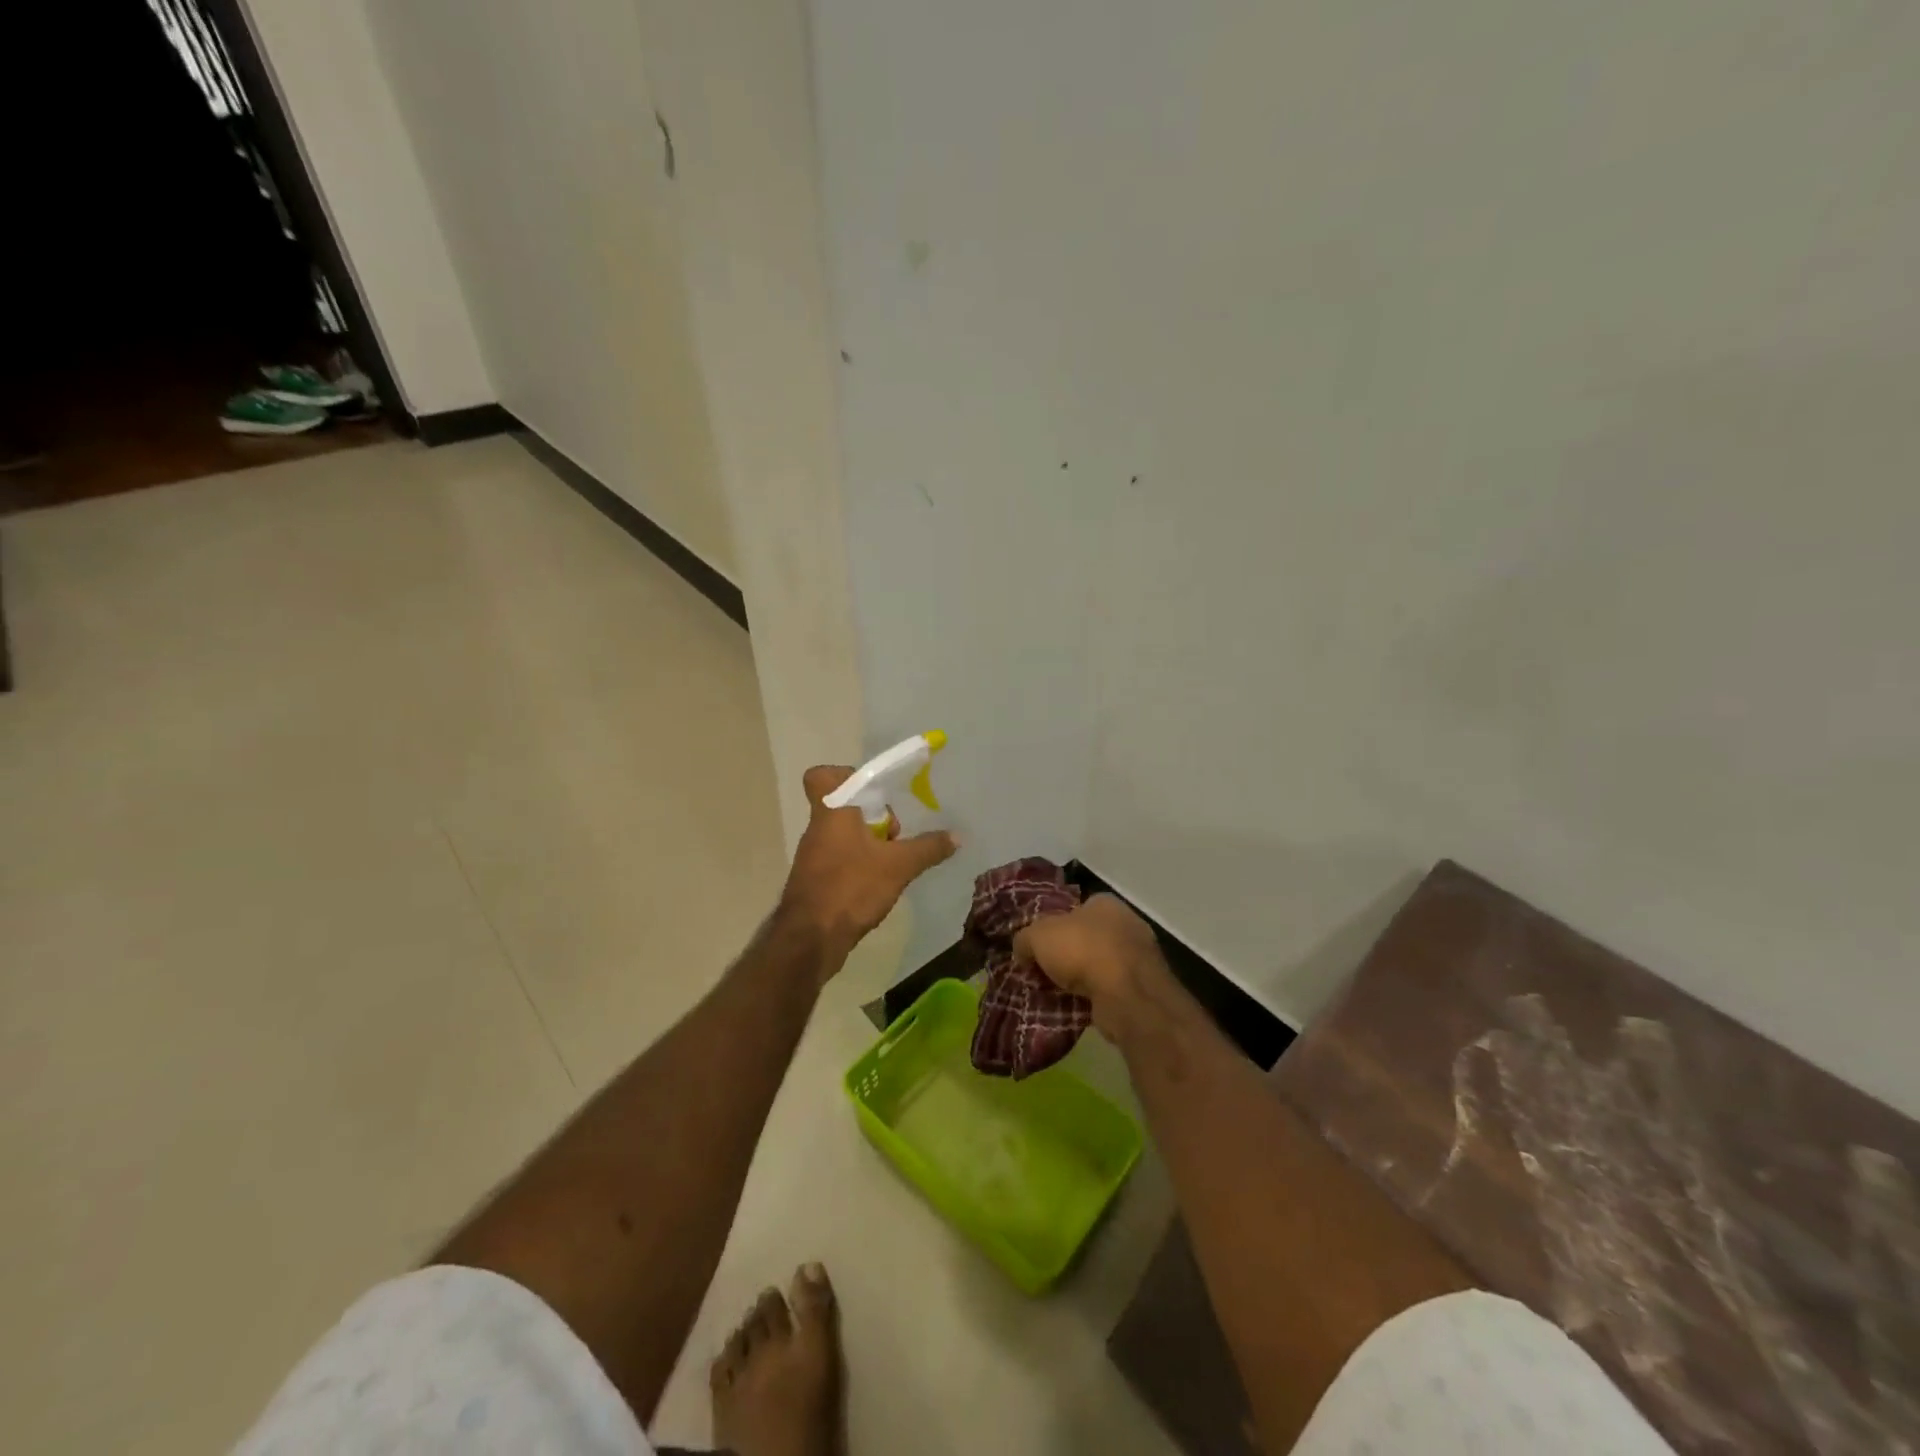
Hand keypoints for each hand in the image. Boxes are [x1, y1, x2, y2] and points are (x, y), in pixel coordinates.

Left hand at [778, 765, 957, 970]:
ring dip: (868, 842)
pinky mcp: (814, 881)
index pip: (822, 775)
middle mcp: (818, 829)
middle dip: (872, 815)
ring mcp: (813, 856)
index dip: (846, 776)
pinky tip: (879, 883)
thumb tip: (957, 836)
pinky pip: (840, 859)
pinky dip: (859, 864)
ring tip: (892, 861)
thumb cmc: (851, 888)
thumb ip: (928, 848)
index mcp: (832, 812)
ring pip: (843, 834)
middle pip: (844, 806)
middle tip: (894, 833)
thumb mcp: (899, 866)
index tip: (873, 793)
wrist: (810, 939)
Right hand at [1013, 894, 1169, 1035]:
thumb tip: (1022, 951)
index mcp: (1104, 903)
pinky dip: (1094, 997)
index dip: (1053, 927)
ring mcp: (1138, 956)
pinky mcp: (1142, 988)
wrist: (1126, 994)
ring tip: (1057, 994)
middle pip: (1086, 938)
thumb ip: (1024, 939)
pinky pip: (1110, 989)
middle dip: (1066, 955)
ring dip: (1081, 979)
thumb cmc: (1082, 950)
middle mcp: (1126, 923)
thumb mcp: (1038, 936)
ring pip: (1099, 965)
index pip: (1074, 909)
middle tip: (1044, 973)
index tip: (1038, 948)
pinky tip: (1076, 1008)